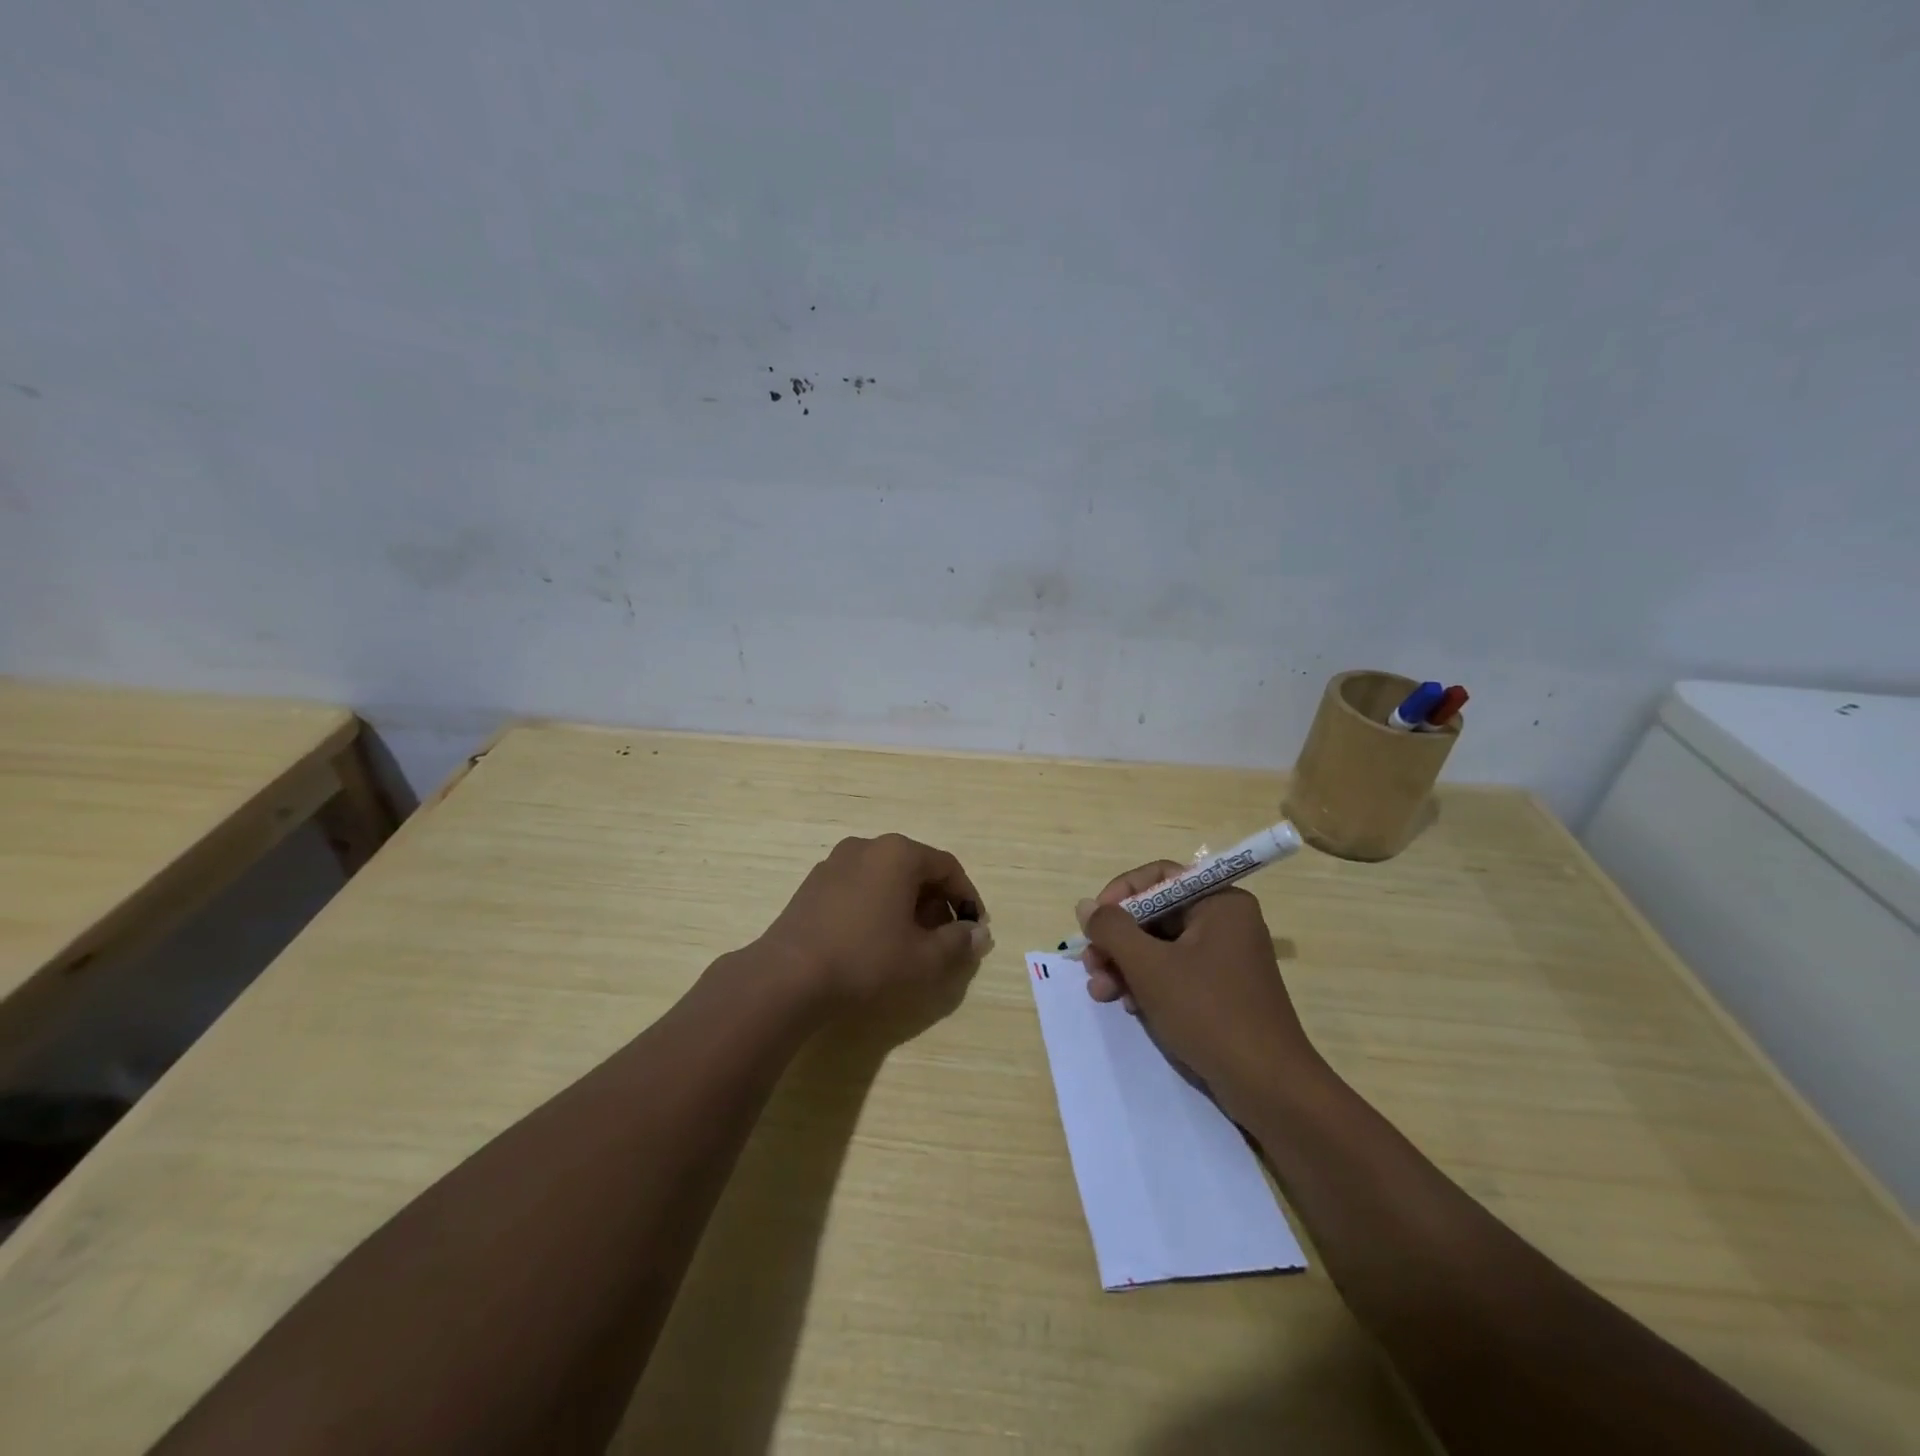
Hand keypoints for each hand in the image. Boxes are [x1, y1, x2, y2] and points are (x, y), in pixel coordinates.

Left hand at [759, 833, 991, 1007]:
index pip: (947, 867)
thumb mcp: (924, 958)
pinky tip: (874, 939)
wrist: (788, 976)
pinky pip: (860, 886)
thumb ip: (958, 942)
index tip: (973, 928)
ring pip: (886, 877)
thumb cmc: (866, 960)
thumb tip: (978, 933)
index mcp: (898, 853)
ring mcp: (835, 862)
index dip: (966, 898)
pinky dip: (877, 905)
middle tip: (944, 938)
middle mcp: (867, 846)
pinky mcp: (814, 883)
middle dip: (936, 902)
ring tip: (910, 941)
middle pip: (916, 868)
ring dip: (906, 904)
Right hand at [1078, 861, 1315, 1110]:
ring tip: (1100, 992)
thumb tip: (1085, 905)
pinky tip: (1129, 1007)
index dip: (1120, 894)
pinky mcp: (1220, 990)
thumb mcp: (1150, 967)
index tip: (1094, 923)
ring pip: (1160, 946)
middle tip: (1090, 966)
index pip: (1159, 877)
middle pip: (1156, 914)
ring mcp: (1224, 957)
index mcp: (1219, 902)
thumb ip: (1112, 930)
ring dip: (1125, 965)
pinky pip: (1174, 971)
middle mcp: (1225, 921)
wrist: (1267, 1087)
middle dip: (1118, 940)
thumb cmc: (1209, 1013)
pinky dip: (1147, 984)